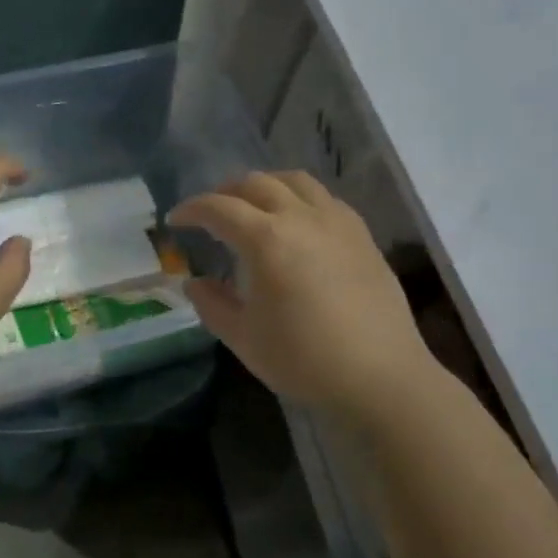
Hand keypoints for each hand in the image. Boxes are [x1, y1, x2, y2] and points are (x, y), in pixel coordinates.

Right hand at [171, 172, 433, 422]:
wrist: (381, 377)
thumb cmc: (305, 359)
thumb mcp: (244, 338)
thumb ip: (213, 304)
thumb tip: (194, 283)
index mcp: (267, 239)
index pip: (219, 208)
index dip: (192, 209)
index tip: (176, 219)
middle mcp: (301, 217)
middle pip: (256, 183)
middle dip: (225, 192)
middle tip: (211, 213)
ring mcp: (337, 222)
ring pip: (295, 181)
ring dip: (265, 185)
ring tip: (253, 205)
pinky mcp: (362, 235)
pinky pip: (324, 198)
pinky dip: (300, 198)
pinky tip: (297, 221)